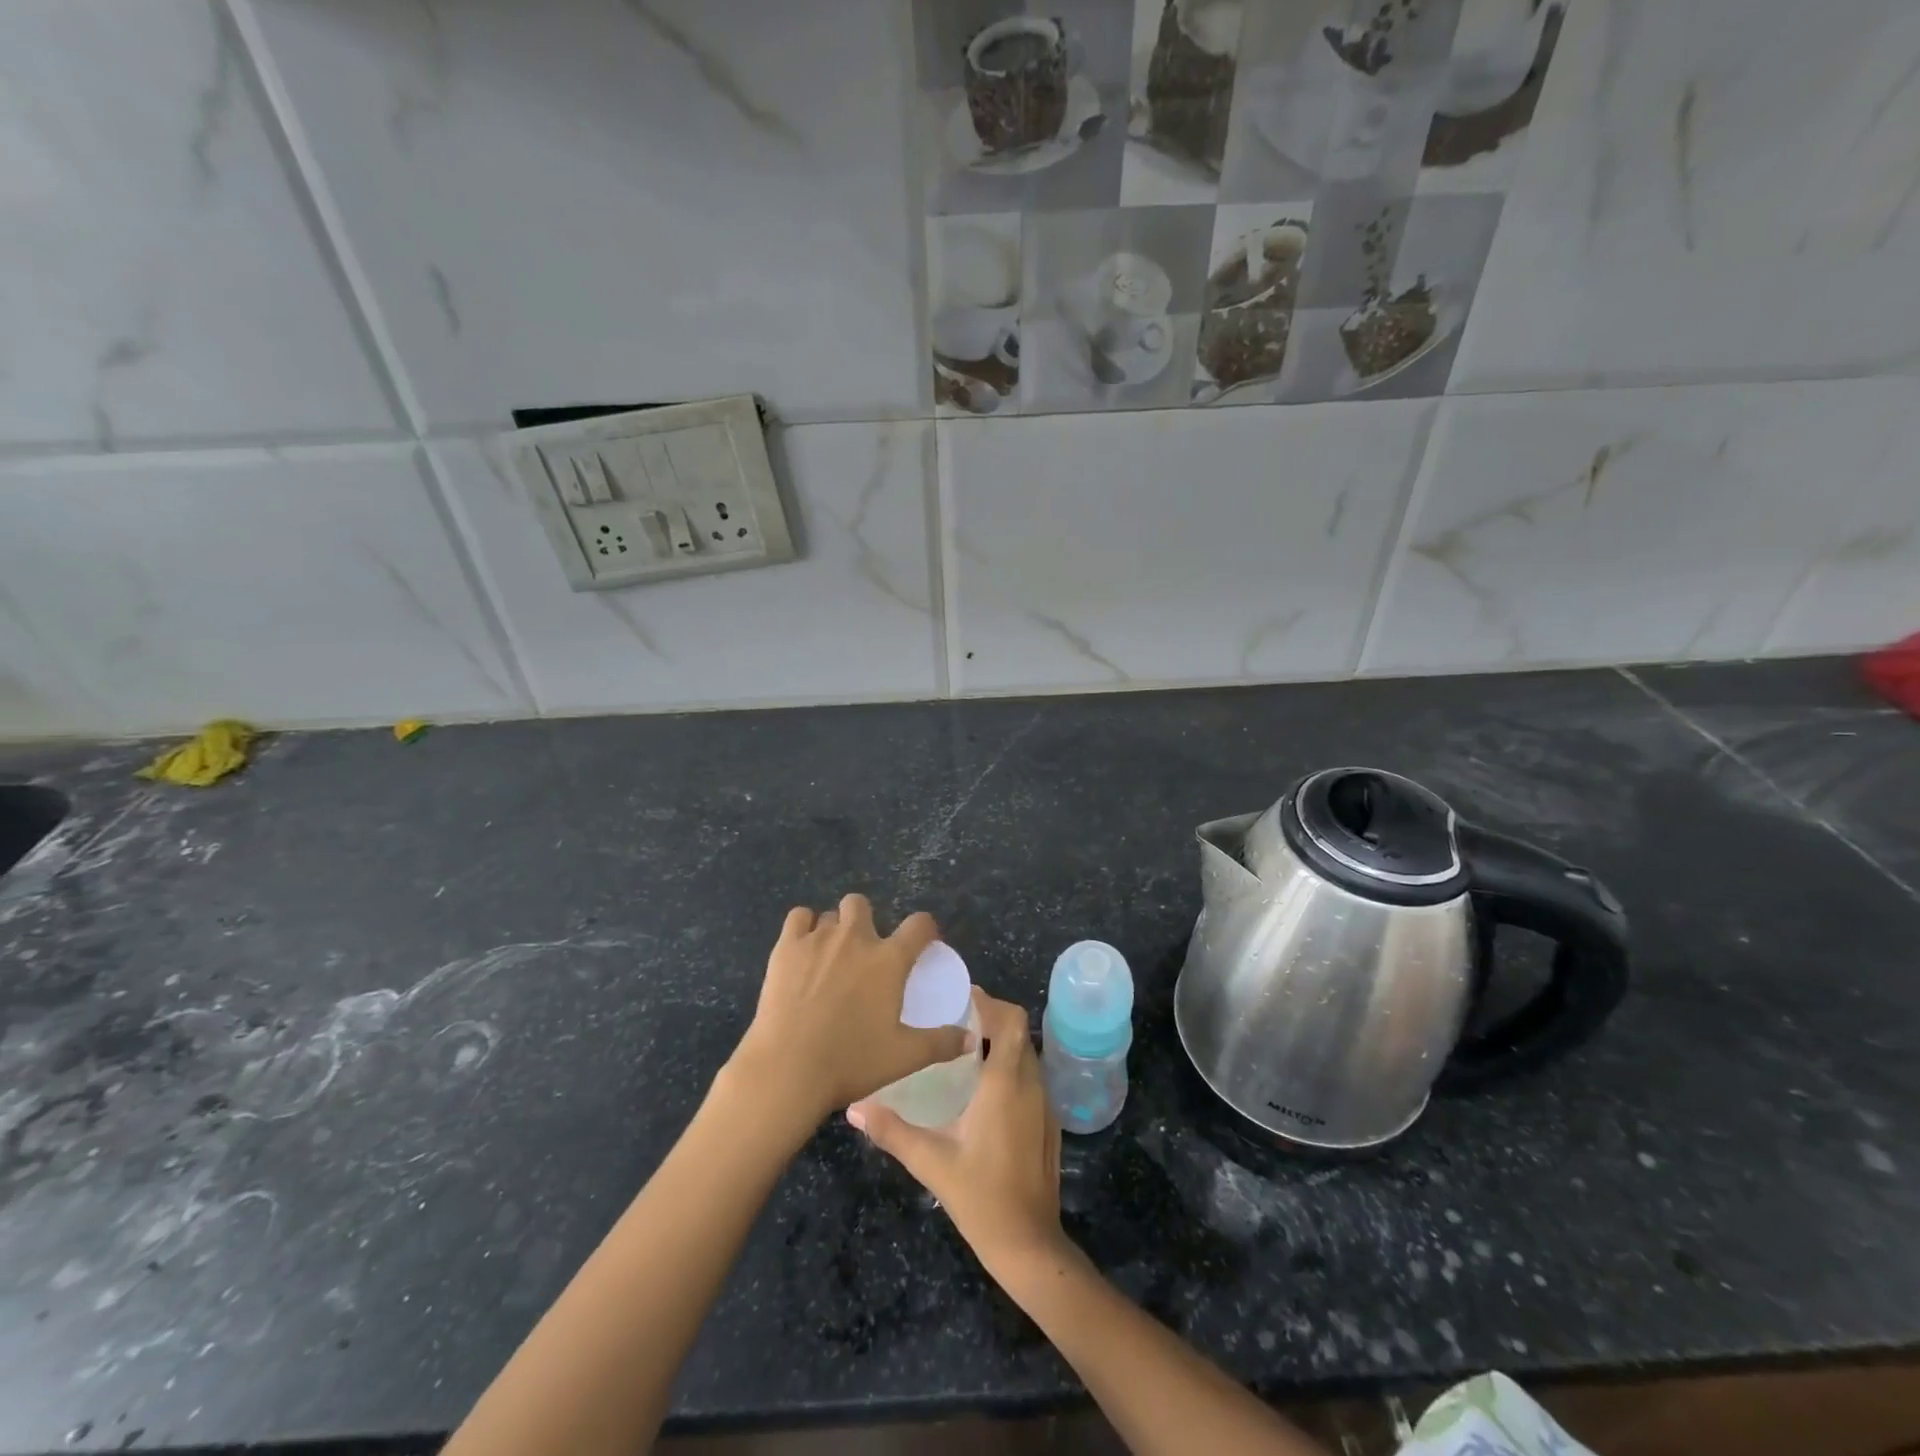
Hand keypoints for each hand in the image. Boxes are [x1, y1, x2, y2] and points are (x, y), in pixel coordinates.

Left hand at [726, 894, 968, 1128]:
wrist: (788, 1069)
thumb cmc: (851, 1062)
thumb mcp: (904, 1057)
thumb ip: (940, 1043)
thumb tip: (970, 1039)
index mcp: (889, 960)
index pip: (919, 925)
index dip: (926, 929)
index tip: (924, 943)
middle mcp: (856, 939)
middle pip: (863, 905)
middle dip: (866, 921)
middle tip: (864, 954)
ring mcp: (818, 939)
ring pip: (831, 914)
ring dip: (835, 928)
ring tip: (831, 957)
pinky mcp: (786, 947)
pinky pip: (799, 917)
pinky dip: (804, 927)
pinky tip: (803, 949)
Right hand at [847, 993, 1065, 1278]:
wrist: (1029, 1244)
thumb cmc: (980, 1197)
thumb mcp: (930, 1161)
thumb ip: (891, 1130)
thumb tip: (854, 1108)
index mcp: (1005, 1082)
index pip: (1011, 1020)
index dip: (989, 1002)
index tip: (959, 998)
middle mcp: (1030, 1084)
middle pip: (1018, 1031)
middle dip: (991, 1018)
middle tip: (954, 1020)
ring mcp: (1044, 1104)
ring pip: (1026, 1053)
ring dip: (1001, 1042)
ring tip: (963, 1047)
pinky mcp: (1048, 1122)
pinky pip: (1031, 1076)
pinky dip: (1010, 1066)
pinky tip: (983, 1087)